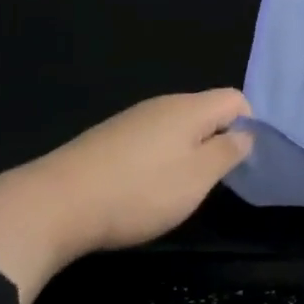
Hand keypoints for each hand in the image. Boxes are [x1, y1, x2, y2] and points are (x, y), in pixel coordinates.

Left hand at [0, 89, 252, 303]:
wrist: (55, 204)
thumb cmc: (139, 192)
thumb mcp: (196, 178)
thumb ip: (227, 152)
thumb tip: (245, 133)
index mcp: (189, 108)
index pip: (235, 99)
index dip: (248, 125)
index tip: (241, 161)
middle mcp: (162, 104)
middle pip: (205, 110)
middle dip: (217, 140)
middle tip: (213, 180)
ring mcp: (132, 119)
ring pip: (177, 126)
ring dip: (187, 151)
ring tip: (179, 188)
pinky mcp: (109, 138)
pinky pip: (150, 139)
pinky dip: (159, 158)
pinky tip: (145, 187)